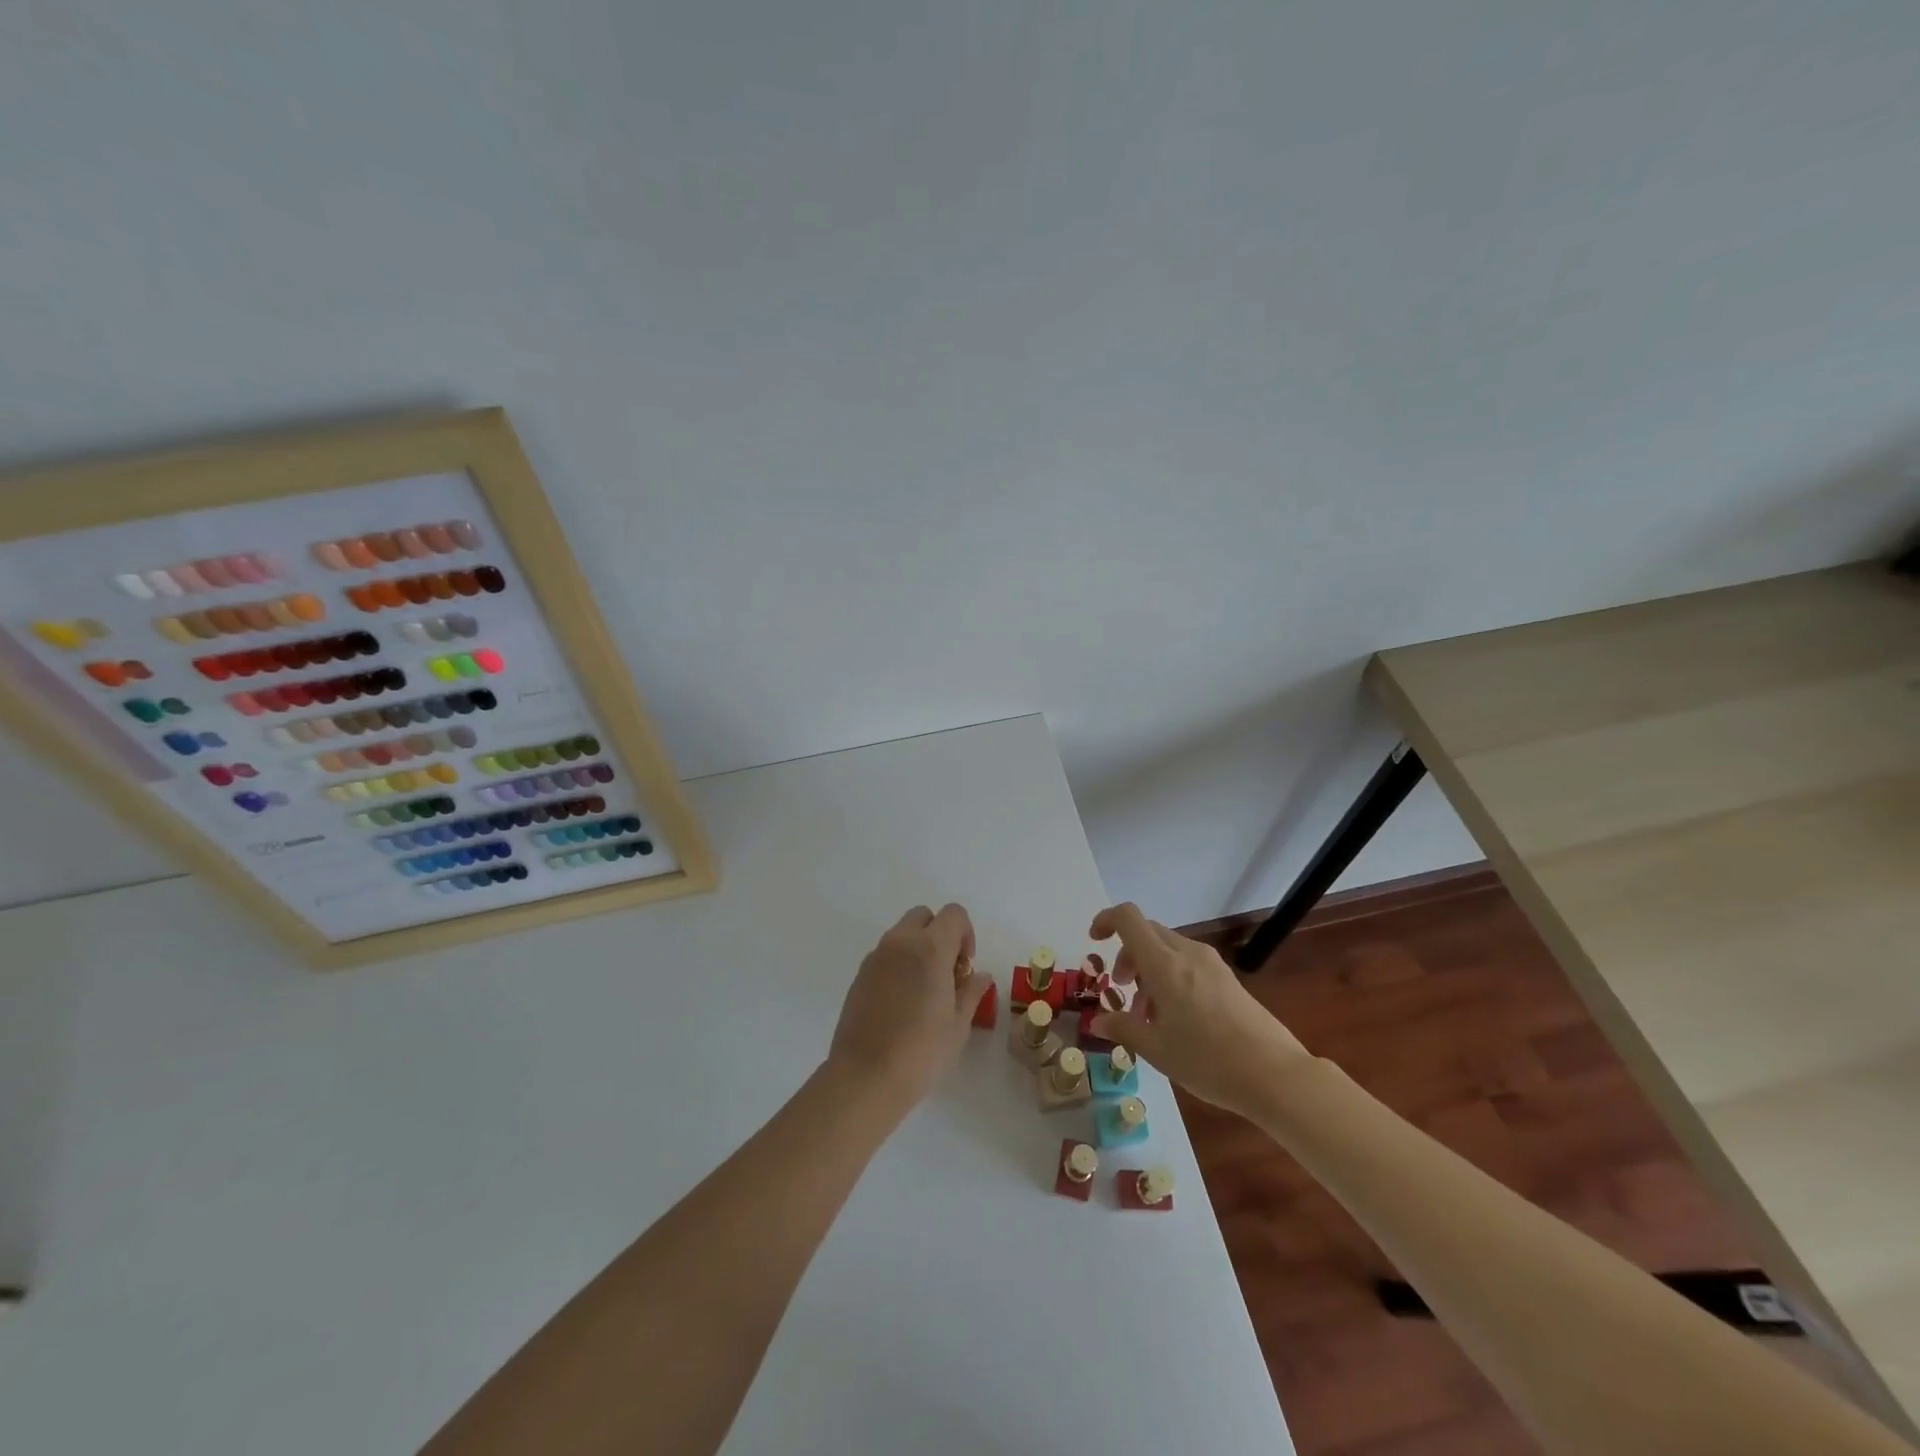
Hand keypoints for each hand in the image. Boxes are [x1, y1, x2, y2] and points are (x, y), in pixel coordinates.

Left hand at [826, 904, 991, 1109]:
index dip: (966, 934)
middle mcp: (900, 943)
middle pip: (924, 916)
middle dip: (940, 934)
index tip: (965, 967)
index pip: (954, 914)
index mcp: (930, 948)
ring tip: (924, 990)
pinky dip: (898, 964)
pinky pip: (885, 954)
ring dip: (918, 948)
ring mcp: (876, 957)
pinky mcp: (859, 975)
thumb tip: (980, 975)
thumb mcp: (958, 1025)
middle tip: (947, 972)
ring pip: (902, 933)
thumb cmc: (921, 1052)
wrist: (865, 1077)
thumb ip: (971, 992)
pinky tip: (901, 1002)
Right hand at [1087, 902, 1310, 1116]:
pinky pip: (1188, 962)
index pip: (1128, 918)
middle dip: (1127, 955)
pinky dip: (1170, 977)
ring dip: (1149, 969)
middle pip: (1147, 933)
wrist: (1275, 1075)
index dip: (1106, 920)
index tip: (1094, 942)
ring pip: (1168, 948)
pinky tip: (1177, 1018)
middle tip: (1122, 990)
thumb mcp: (1156, 1050)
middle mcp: (1187, 953)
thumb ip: (1122, 1029)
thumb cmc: (1208, 1061)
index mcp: (1165, 964)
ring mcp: (1211, 964)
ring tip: (1149, 1014)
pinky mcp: (1227, 979)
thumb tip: (1097, 1021)